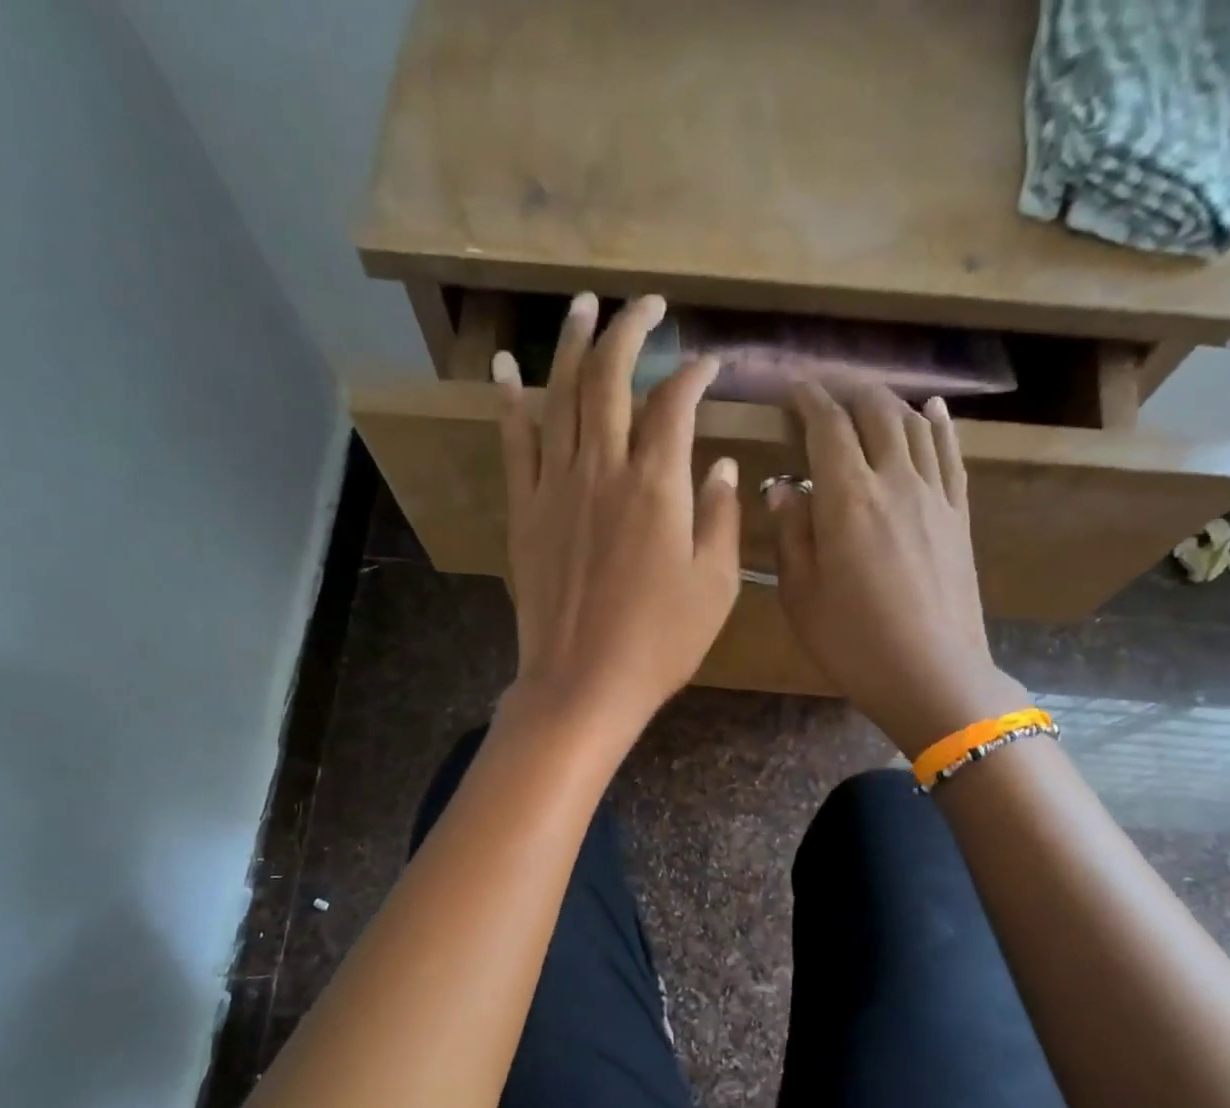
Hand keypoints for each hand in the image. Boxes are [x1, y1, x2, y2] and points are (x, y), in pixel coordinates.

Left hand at [492, 293, 740, 741]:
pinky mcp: (524, 512)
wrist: (583, 683)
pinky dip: (509, 400)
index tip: (708, 363)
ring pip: (559, 396)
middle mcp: (602, 470)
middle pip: (610, 379)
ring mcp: (555, 488)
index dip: (694, 374)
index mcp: (657, 487)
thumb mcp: (715, 586)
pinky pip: (514, 443)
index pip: (675, 405)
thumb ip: (721, 518)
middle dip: (629, 330)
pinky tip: (506, 366)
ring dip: (571, 345)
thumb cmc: (660, 643)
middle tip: (644, 303)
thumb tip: (722, 466)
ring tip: (582, 305)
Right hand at [770, 383, 1026, 757]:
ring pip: (914, 425)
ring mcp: (934, 495)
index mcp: (848, 498)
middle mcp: (895, 480)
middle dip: (847, 389)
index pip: (828, 425)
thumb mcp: (800, 595)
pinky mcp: (958, 515)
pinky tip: (931, 411)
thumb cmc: (853, 642)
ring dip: (887, 401)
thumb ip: (791, 534)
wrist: (932, 674)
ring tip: (866, 397)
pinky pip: (950, 454)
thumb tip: (783, 487)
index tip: (791, 388)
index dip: (807, 398)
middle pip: (875, 411)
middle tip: (824, 389)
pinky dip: (938, 425)